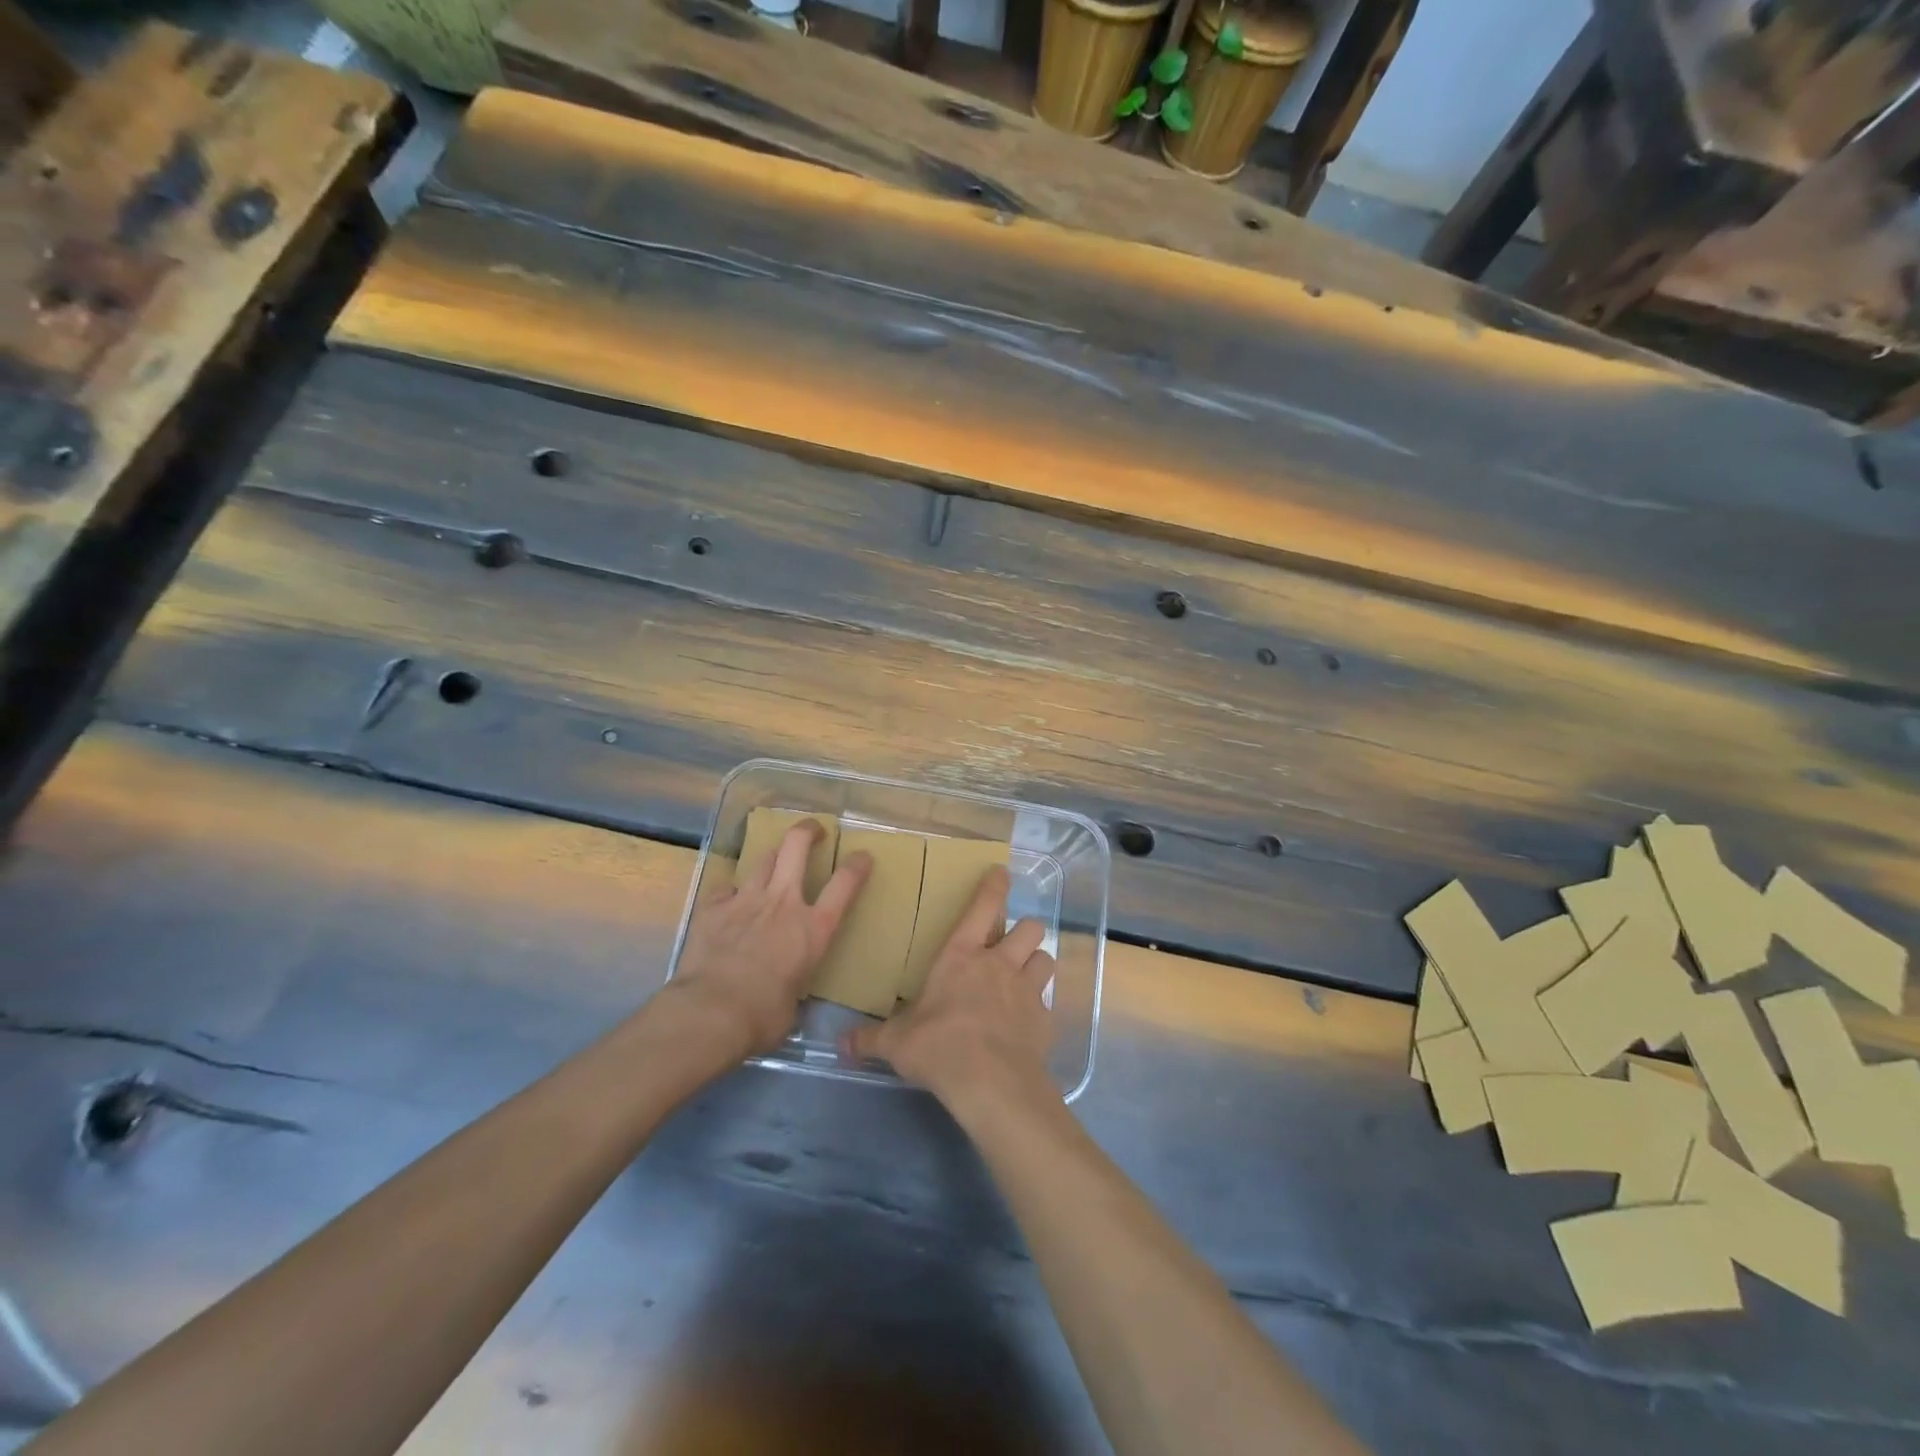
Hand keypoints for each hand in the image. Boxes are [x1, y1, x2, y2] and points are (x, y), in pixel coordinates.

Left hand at [670, 822, 870, 1057]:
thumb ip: (794, 987)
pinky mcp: (713, 908)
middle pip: (797, 846)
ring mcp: (746, 900)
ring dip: (772, 858)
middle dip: (808, 831)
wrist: (710, 1013)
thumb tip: (786, 997)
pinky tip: (729, 901)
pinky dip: (731, 892)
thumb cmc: (762, 1017)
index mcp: (813, 929)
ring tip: (774, 863)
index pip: (845, 884)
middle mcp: (783, 903)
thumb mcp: (793, 1006)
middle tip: (814, 830)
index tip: (863, 856)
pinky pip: (726, 888)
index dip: (857, 866)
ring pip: (763, 859)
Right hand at [843, 866, 1054, 1108]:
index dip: (994, 886)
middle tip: (1013, 944)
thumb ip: (871, 1039)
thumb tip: (841, 1043)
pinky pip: (1048, 1004)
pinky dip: (1040, 1010)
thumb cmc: (938, 1046)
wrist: (990, 1082)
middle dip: (1024, 931)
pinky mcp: (1044, 1021)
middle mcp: (999, 964)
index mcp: (961, 956)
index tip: (1002, 873)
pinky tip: (1028, 1026)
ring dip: (1036, 965)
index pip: (982, 907)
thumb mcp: (897, 1042)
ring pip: (1045, 959)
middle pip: (1029, 928)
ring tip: (1025, 978)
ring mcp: (1027, 990)